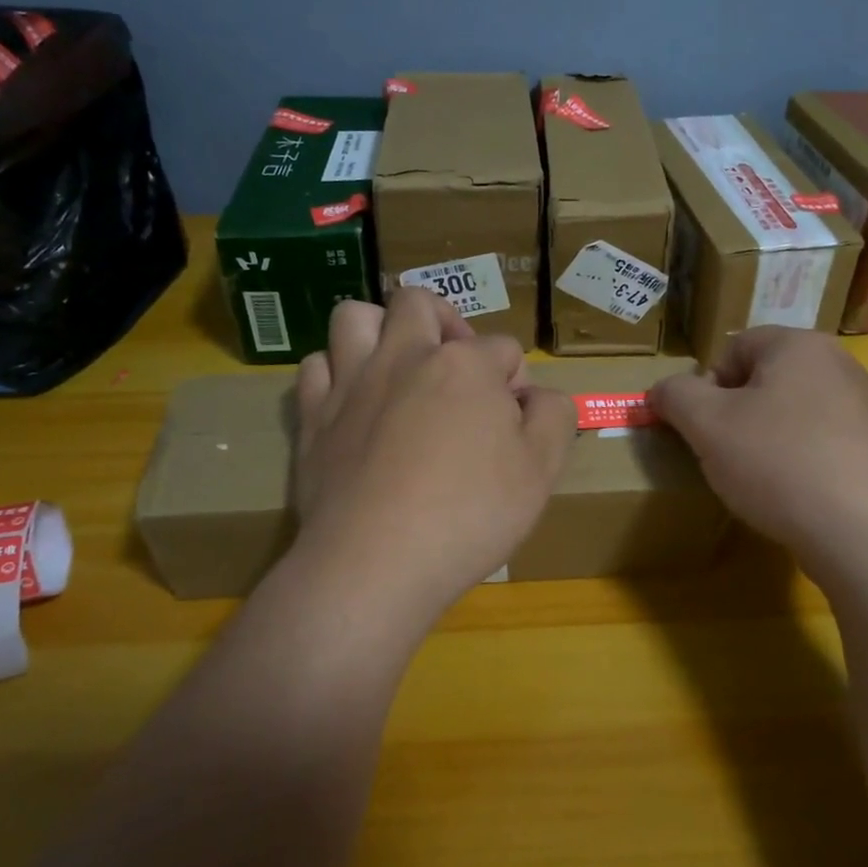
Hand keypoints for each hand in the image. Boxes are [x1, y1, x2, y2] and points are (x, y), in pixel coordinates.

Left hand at [290, 290, 576, 638]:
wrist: (376, 563)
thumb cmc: (469, 515)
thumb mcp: (541, 470)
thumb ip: (554, 416)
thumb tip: (538, 395)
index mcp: (465, 364)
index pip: (503, 348)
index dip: (516, 381)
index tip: (516, 422)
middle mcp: (404, 356)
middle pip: (419, 303)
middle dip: (446, 321)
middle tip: (457, 365)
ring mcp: (352, 382)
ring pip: (356, 317)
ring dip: (380, 329)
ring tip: (398, 364)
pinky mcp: (313, 416)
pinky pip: (316, 366)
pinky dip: (336, 373)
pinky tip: (354, 401)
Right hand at [648, 327, 867, 566]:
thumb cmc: (779, 462)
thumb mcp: (707, 425)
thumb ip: (675, 396)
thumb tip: (662, 390)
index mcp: (799, 346)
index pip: (734, 347)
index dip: (706, 386)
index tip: (701, 428)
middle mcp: (839, 367)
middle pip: (764, 382)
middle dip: (735, 416)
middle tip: (723, 455)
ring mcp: (866, 411)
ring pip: (792, 417)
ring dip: (765, 443)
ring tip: (757, 483)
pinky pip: (822, 447)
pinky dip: (799, 466)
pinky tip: (794, 500)